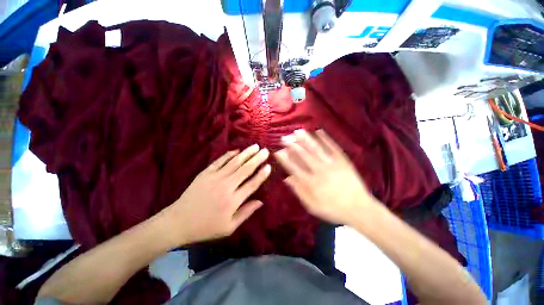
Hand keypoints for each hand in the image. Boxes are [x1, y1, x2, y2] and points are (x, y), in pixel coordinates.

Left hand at [162, 145, 270, 245]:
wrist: (178, 221)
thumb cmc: (206, 227)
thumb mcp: (229, 227)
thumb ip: (246, 212)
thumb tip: (261, 201)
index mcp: (233, 200)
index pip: (252, 184)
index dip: (261, 175)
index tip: (269, 166)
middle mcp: (226, 186)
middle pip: (245, 169)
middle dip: (257, 159)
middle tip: (265, 151)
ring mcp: (215, 177)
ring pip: (234, 162)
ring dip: (246, 153)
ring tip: (255, 146)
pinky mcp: (205, 173)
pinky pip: (219, 161)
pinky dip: (229, 155)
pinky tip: (237, 150)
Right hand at [274, 129, 374, 224]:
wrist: (359, 209)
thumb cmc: (333, 210)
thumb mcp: (312, 206)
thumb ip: (299, 191)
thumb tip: (287, 178)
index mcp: (311, 182)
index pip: (294, 167)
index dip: (284, 159)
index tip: (278, 151)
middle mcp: (319, 170)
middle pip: (303, 155)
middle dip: (292, 145)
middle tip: (284, 137)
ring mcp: (332, 164)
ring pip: (316, 149)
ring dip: (306, 139)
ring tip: (297, 131)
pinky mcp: (343, 161)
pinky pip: (333, 147)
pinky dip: (326, 138)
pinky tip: (319, 131)